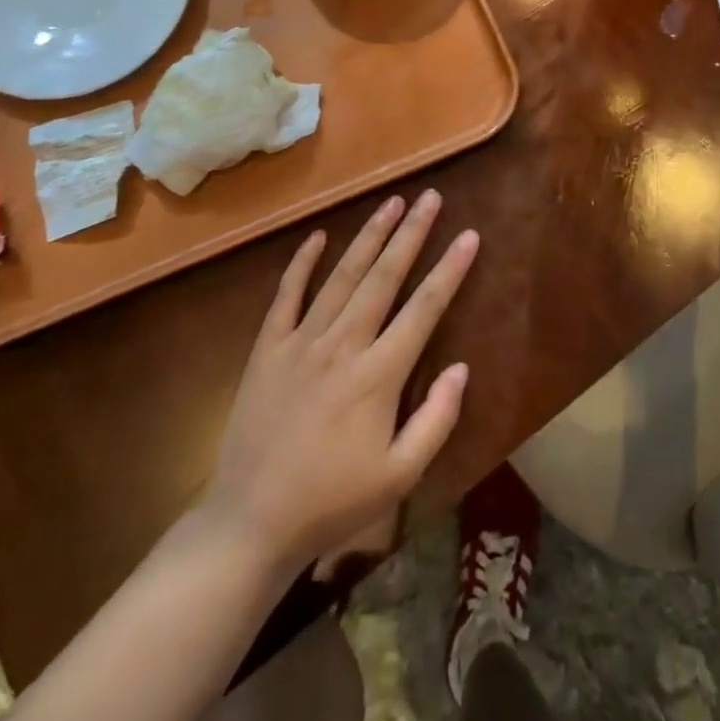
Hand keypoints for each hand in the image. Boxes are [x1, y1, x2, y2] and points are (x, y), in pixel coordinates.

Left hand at [198, 190, 478, 576]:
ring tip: (391, 203)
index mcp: (378, 375)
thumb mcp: (399, 476)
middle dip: (411, 233)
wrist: (250, 523)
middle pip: (384, 277)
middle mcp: (343, 345)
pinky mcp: (267, 349)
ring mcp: (301, 342)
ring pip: (342, 276)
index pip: (424, 308)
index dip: (450, 269)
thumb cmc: (332, 502)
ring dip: (369, 236)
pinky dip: (302, 263)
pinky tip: (318, 236)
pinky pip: (287, 296)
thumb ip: (436, 420)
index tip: (469, 235)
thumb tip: (461, 368)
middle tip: (430, 197)